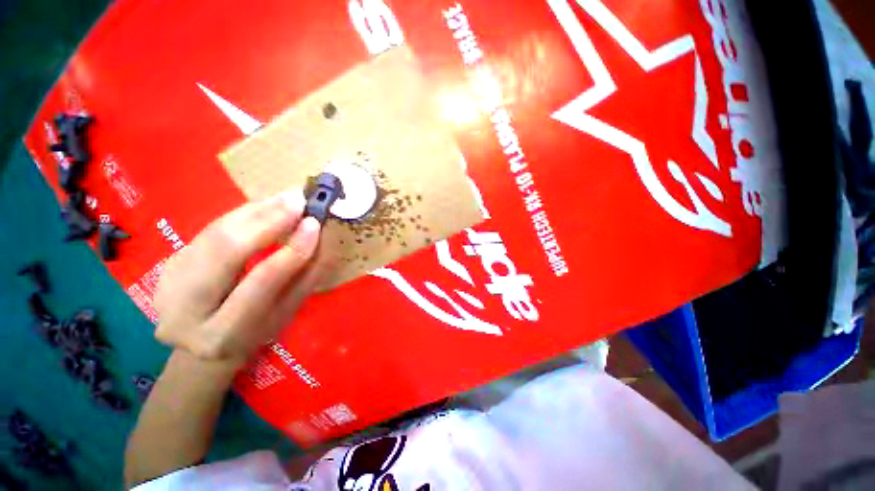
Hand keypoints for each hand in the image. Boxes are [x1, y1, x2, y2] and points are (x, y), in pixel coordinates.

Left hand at [154, 190, 324, 366]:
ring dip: (254, 211)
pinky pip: (208, 230)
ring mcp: (168, 284)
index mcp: (223, 333)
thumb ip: (306, 278)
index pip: (261, 283)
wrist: (202, 346)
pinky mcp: (167, 265)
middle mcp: (184, 311)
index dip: (290, 251)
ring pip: (213, 235)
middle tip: (298, 200)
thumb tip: (323, 239)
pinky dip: (240, 215)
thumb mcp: (285, 314)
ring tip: (286, 198)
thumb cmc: (255, 334)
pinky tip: (265, 206)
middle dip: (266, 220)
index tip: (314, 224)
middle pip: (225, 252)